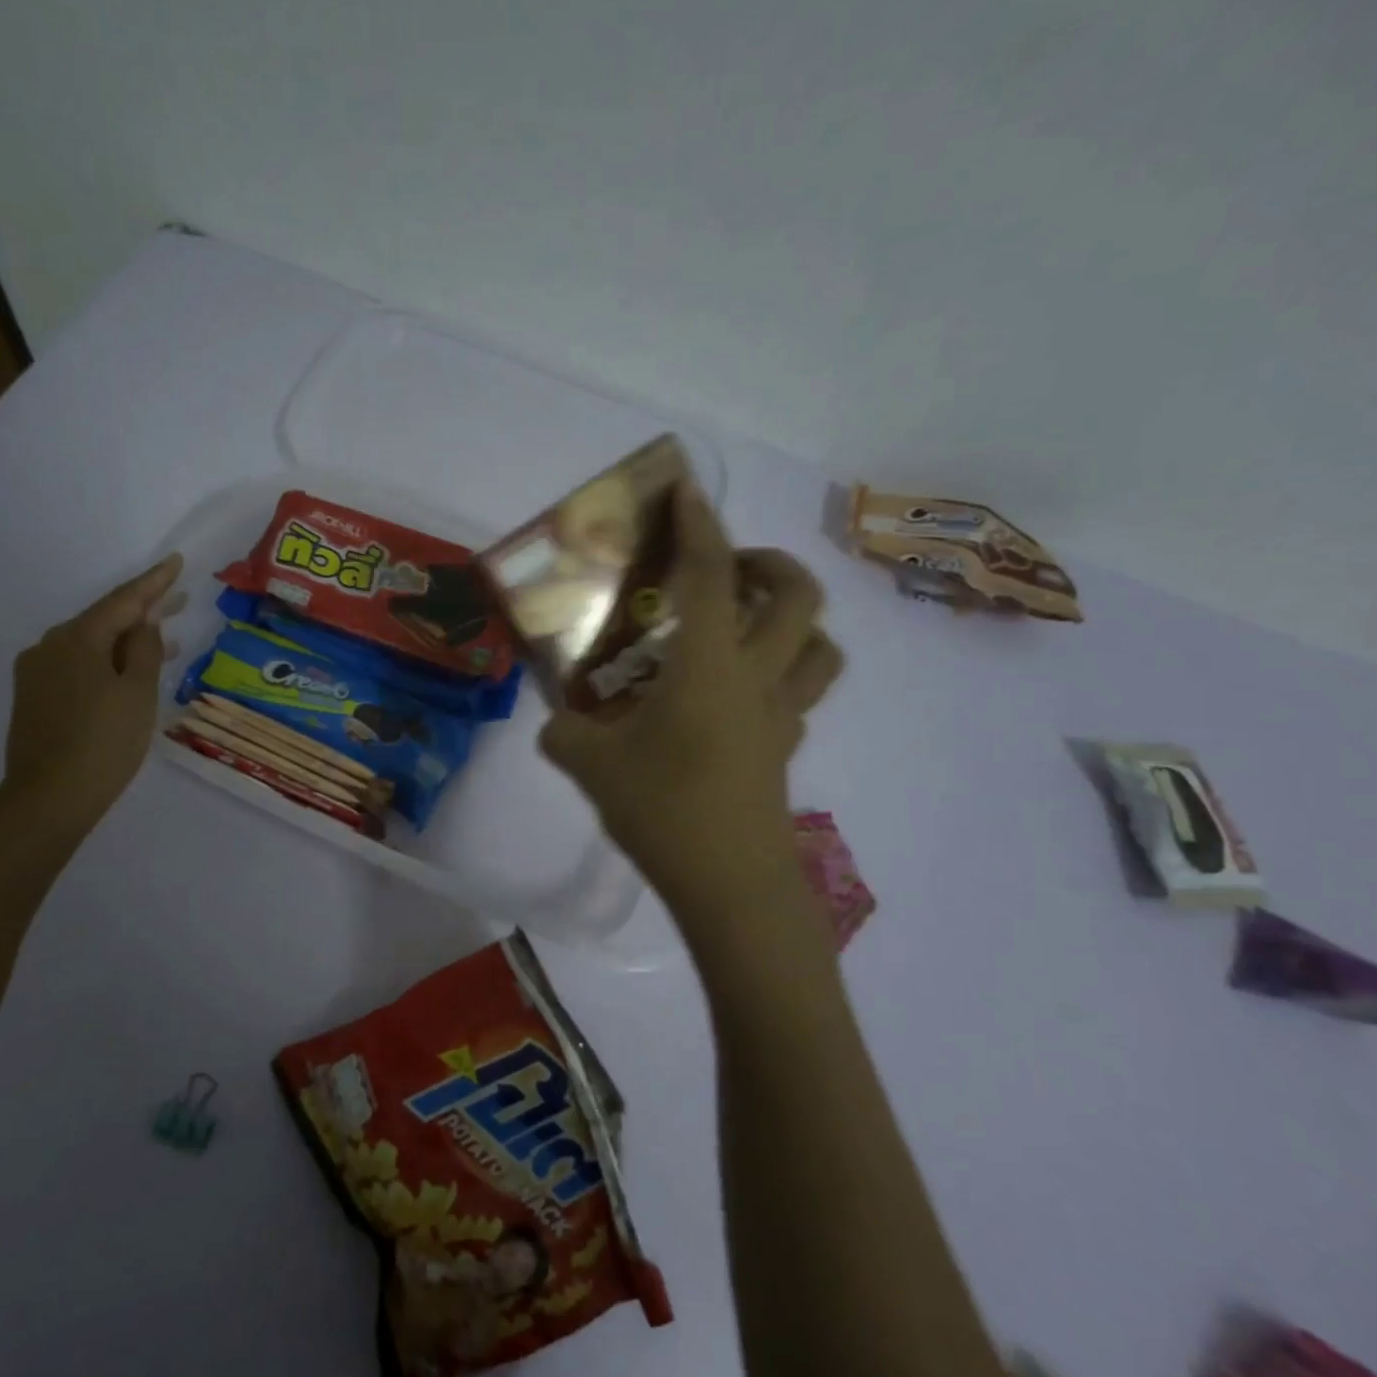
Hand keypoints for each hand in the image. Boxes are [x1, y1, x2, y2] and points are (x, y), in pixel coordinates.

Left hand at [0, 554, 186, 823]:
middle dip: (144, 609)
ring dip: (128, 639)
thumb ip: (145, 648)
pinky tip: (130, 670)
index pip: (123, 600)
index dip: (154, 582)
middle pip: (105, 619)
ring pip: (93, 644)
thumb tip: (148, 617)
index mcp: (77, 639)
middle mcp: (51, 646)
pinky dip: (109, 660)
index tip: (176, 561)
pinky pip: (80, 664)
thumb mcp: (138, 692)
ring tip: (166, 637)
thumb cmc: (104, 742)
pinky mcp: (37, 696)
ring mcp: (39, 672)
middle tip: (181, 598)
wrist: (49, 798)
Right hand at [540, 485, 841, 920]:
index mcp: (708, 666)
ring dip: (792, 617)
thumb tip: (555, 723)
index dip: (698, 523)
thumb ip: (564, 733)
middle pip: (796, 595)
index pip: (710, 574)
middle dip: (766, 562)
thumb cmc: (664, 812)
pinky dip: (782, 669)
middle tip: (724, 569)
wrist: (732, 887)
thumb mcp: (590, 766)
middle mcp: (756, 677)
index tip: (685, 489)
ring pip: (820, 644)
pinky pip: (802, 689)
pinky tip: (736, 691)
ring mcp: (781, 714)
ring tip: (744, 623)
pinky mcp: (785, 748)